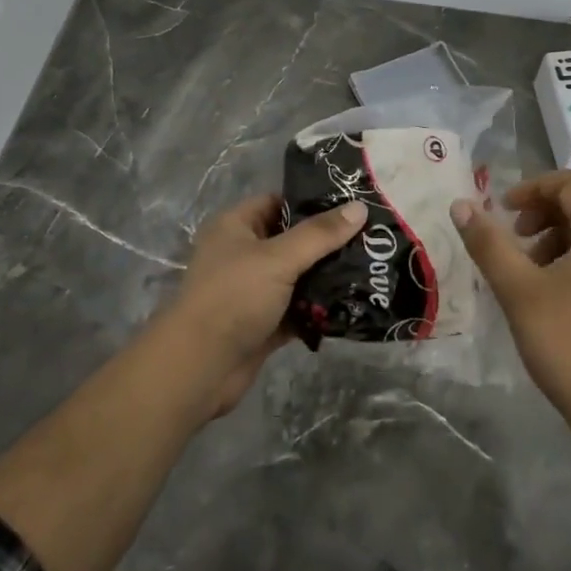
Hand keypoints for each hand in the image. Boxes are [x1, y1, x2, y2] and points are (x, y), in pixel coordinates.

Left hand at [160, 194, 366, 418]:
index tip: (353, 204)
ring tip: (371, 268)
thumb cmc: (234, 297)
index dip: (313, 201)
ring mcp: (254, 291)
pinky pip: (299, 309)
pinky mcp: (264, 323)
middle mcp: (243, 254)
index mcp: (236, 227)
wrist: (199, 369)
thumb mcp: (278, 258)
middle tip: (372, 238)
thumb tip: (360, 207)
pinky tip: (354, 304)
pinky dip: (320, 308)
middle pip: (293, 240)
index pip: (279, 202)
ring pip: (298, 276)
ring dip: (328, 276)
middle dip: (329, 242)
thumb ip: (320, 234)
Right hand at [451, 171, 570, 429]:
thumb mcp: (519, 290)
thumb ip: (489, 244)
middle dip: (543, 211)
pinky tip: (549, 291)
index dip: (533, 188)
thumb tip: (461, 205)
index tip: (503, 210)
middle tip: (514, 235)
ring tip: (526, 268)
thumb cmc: (569, 344)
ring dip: (555, 235)